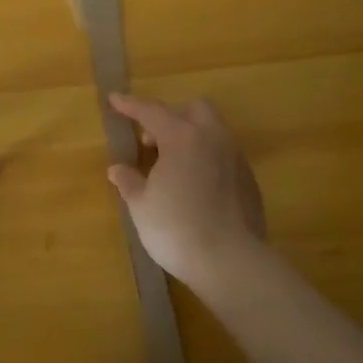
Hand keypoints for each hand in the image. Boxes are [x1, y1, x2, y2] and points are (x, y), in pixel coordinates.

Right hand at [106, 93, 266, 288]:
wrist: (232, 263)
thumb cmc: (177, 229)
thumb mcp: (142, 206)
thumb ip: (129, 182)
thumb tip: (117, 169)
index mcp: (182, 137)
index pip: (151, 111)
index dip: (130, 104)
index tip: (113, 99)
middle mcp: (212, 139)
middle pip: (194, 110)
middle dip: (171, 117)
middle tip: (151, 141)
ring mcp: (235, 159)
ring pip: (212, 131)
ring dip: (190, 137)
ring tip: (172, 165)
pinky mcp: (249, 181)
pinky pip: (223, 155)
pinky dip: (206, 159)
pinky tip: (195, 185)